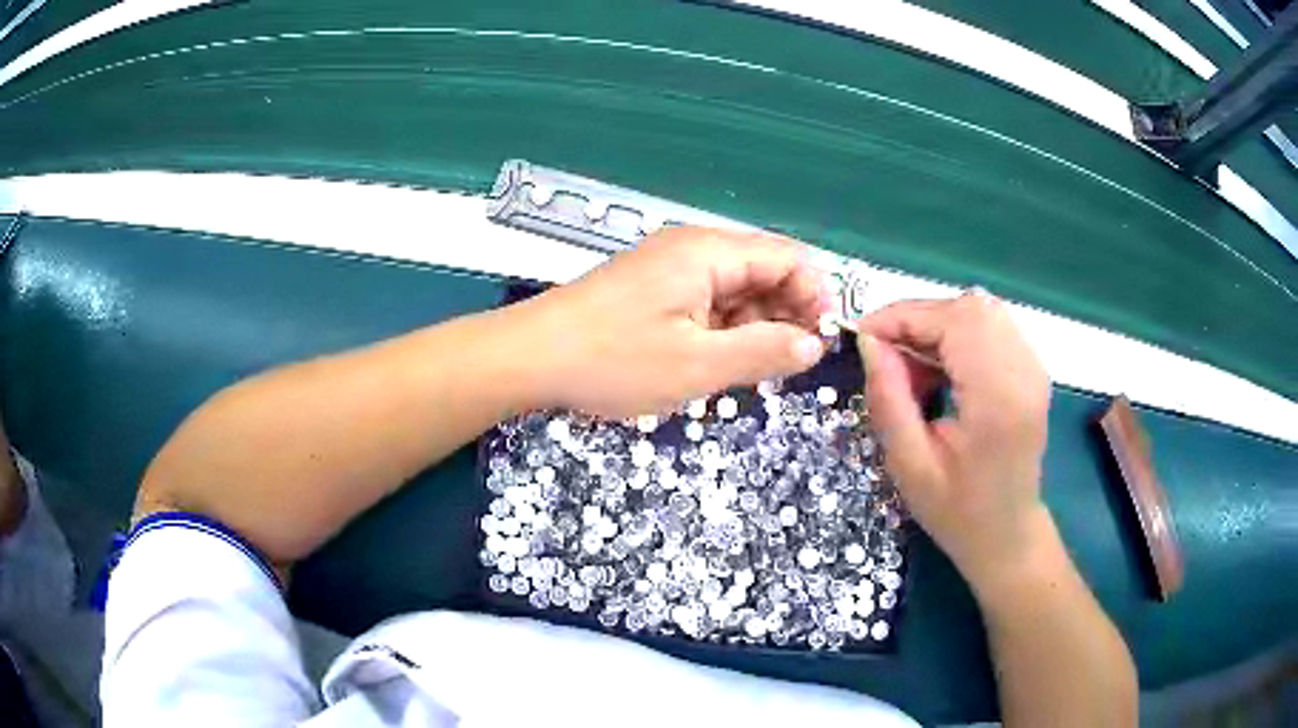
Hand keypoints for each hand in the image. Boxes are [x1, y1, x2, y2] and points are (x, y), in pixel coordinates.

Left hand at [518, 227, 829, 418]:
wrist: (529, 357)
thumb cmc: (613, 360)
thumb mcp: (697, 365)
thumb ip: (764, 352)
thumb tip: (813, 345)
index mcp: (709, 252)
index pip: (789, 258)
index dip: (814, 297)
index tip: (819, 345)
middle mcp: (693, 249)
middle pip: (764, 271)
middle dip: (784, 315)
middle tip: (784, 367)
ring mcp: (669, 268)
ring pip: (735, 290)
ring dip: (753, 327)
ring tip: (748, 372)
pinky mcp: (652, 288)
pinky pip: (706, 302)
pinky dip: (722, 330)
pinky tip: (714, 362)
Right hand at [856, 291, 1053, 591]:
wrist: (1007, 535)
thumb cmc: (957, 512)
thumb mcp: (909, 466)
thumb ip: (888, 399)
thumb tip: (870, 342)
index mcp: (999, 399)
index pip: (954, 321)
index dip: (905, 316)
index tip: (865, 337)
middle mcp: (1025, 371)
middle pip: (970, 308)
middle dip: (920, 320)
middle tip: (889, 358)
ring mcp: (1034, 367)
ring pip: (981, 311)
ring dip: (938, 327)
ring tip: (914, 368)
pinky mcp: (1033, 369)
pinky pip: (992, 327)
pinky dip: (958, 335)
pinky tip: (942, 369)